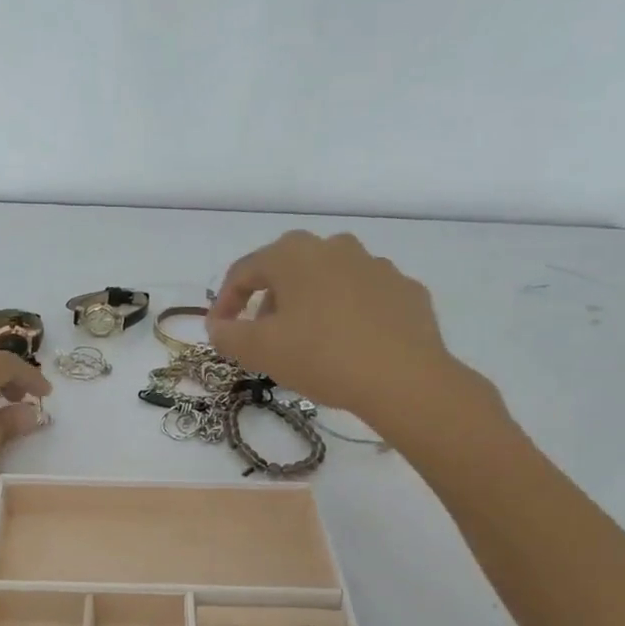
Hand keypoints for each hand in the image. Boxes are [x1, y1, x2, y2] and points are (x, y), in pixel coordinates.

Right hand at [207, 231, 494, 427]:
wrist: (403, 378)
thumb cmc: (320, 355)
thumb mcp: (259, 351)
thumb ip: (228, 335)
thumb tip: (218, 326)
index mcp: (293, 254)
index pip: (244, 271)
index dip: (225, 301)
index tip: (219, 331)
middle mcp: (335, 247)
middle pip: (288, 271)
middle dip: (270, 301)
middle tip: (264, 337)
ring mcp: (376, 265)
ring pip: (329, 281)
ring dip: (311, 305)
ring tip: (308, 343)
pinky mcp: (406, 290)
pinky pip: (366, 298)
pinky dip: (350, 315)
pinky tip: (350, 345)